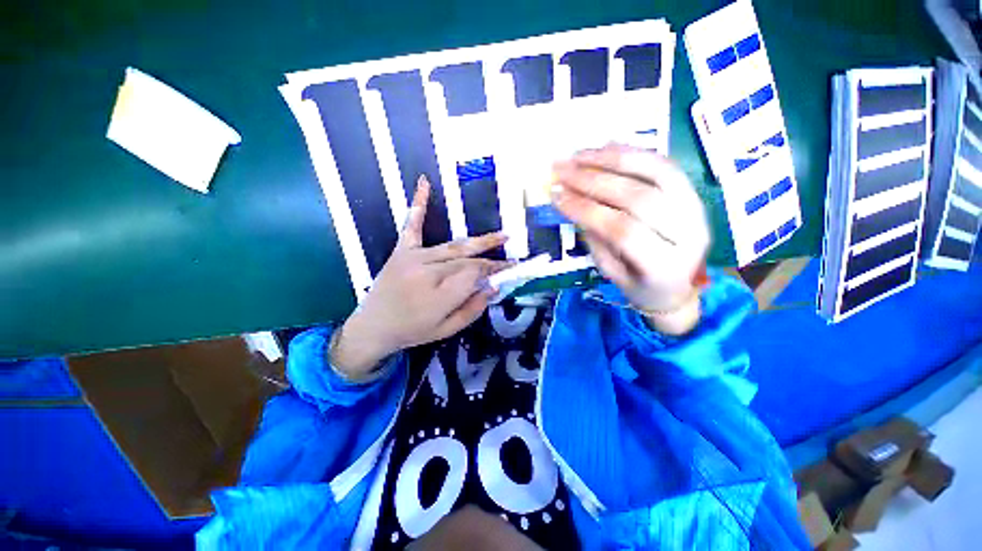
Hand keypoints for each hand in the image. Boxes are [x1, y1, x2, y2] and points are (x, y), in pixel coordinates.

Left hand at [330, 176, 510, 379]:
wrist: (373, 327)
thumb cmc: (413, 332)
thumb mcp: (447, 330)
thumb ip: (473, 308)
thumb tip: (494, 286)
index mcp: (439, 296)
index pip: (476, 275)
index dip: (496, 270)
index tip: (511, 268)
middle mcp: (428, 272)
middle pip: (468, 260)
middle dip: (492, 257)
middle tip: (511, 253)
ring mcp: (413, 258)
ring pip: (453, 246)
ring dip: (479, 240)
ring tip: (500, 235)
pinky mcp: (402, 251)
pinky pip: (412, 226)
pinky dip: (419, 205)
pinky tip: (424, 182)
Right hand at [551, 144, 709, 334]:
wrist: (680, 288)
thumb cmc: (641, 287)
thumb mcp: (611, 273)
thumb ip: (595, 239)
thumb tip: (572, 202)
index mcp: (663, 266)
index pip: (621, 230)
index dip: (586, 209)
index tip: (556, 196)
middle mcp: (688, 234)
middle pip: (638, 197)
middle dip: (593, 181)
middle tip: (561, 170)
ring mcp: (697, 209)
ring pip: (656, 172)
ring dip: (612, 159)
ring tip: (578, 155)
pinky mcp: (695, 193)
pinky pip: (665, 165)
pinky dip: (634, 153)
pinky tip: (605, 148)